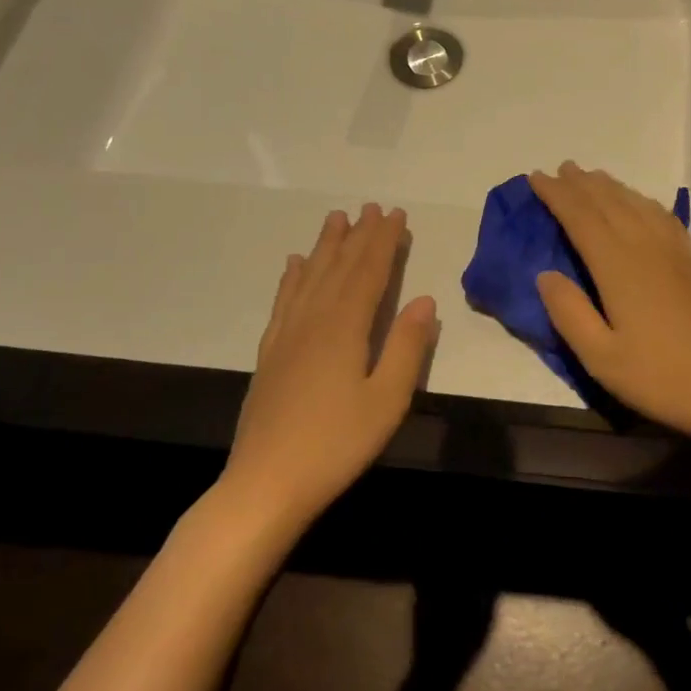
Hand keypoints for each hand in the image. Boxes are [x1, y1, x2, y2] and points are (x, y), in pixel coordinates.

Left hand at [224, 204, 436, 526]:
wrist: (266, 484)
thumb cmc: (337, 444)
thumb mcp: (387, 400)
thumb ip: (407, 347)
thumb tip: (424, 299)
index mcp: (344, 328)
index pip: (368, 272)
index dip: (383, 241)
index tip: (396, 214)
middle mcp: (313, 321)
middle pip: (339, 268)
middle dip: (358, 235)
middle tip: (371, 206)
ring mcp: (286, 336)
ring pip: (309, 278)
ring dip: (325, 246)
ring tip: (335, 219)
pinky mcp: (270, 354)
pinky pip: (283, 301)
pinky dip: (292, 278)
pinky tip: (294, 265)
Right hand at [528, 163, 690, 448]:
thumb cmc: (661, 377)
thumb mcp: (601, 357)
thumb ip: (569, 313)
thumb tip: (545, 274)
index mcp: (619, 266)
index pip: (581, 217)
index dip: (556, 195)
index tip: (536, 177)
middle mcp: (647, 248)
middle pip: (610, 203)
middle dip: (582, 184)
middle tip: (561, 169)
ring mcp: (676, 254)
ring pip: (639, 206)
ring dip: (613, 188)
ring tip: (595, 178)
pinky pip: (664, 218)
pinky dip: (645, 203)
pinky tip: (643, 206)